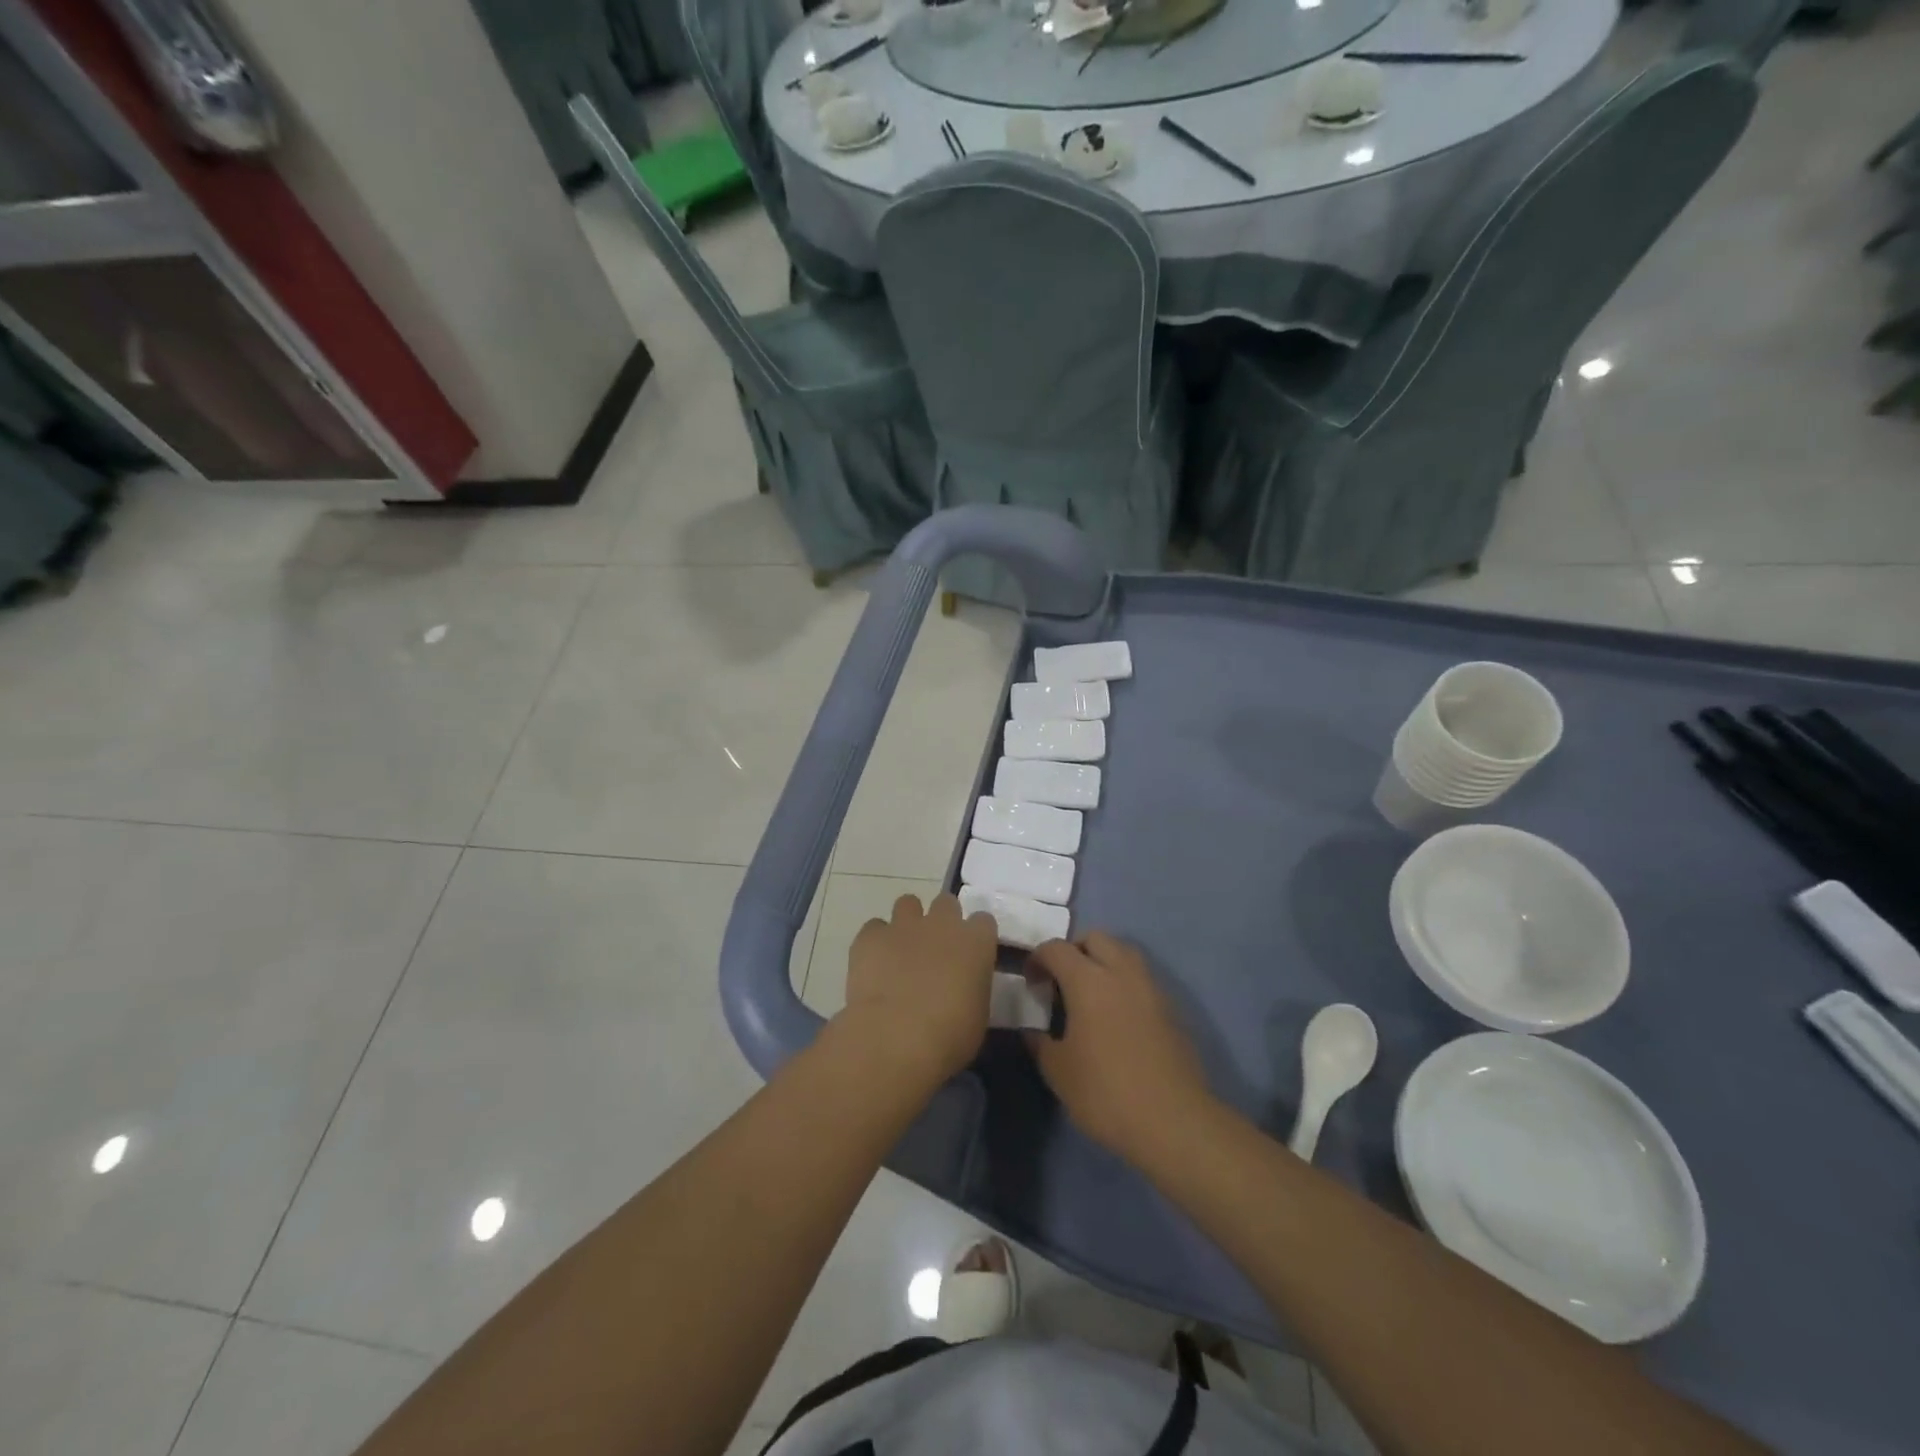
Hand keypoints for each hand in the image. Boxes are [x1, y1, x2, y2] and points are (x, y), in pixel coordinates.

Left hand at [840, 893, 997, 1089]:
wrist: (895, 1038)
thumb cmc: (949, 1035)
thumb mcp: (978, 1015)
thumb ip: (972, 987)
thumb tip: (963, 986)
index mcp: (975, 941)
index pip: (983, 921)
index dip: (976, 936)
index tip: (971, 954)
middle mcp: (942, 923)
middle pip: (946, 903)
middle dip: (942, 920)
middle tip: (936, 949)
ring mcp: (904, 925)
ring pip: (908, 904)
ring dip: (908, 922)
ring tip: (902, 951)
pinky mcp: (870, 936)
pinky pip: (874, 928)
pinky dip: (875, 942)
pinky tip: (874, 965)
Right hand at [1025, 932, 1216, 1166]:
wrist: (1173, 1121)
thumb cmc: (1106, 1092)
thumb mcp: (1058, 1072)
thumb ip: (1040, 1043)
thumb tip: (1032, 1031)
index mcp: (1088, 981)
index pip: (1056, 948)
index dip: (1038, 959)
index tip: (1031, 983)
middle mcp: (1122, 973)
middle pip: (1096, 938)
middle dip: (1074, 951)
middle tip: (1062, 981)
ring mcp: (1151, 988)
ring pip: (1124, 953)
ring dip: (1104, 962)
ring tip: (1091, 995)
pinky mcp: (1171, 1008)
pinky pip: (1142, 979)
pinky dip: (1125, 984)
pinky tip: (1117, 1017)